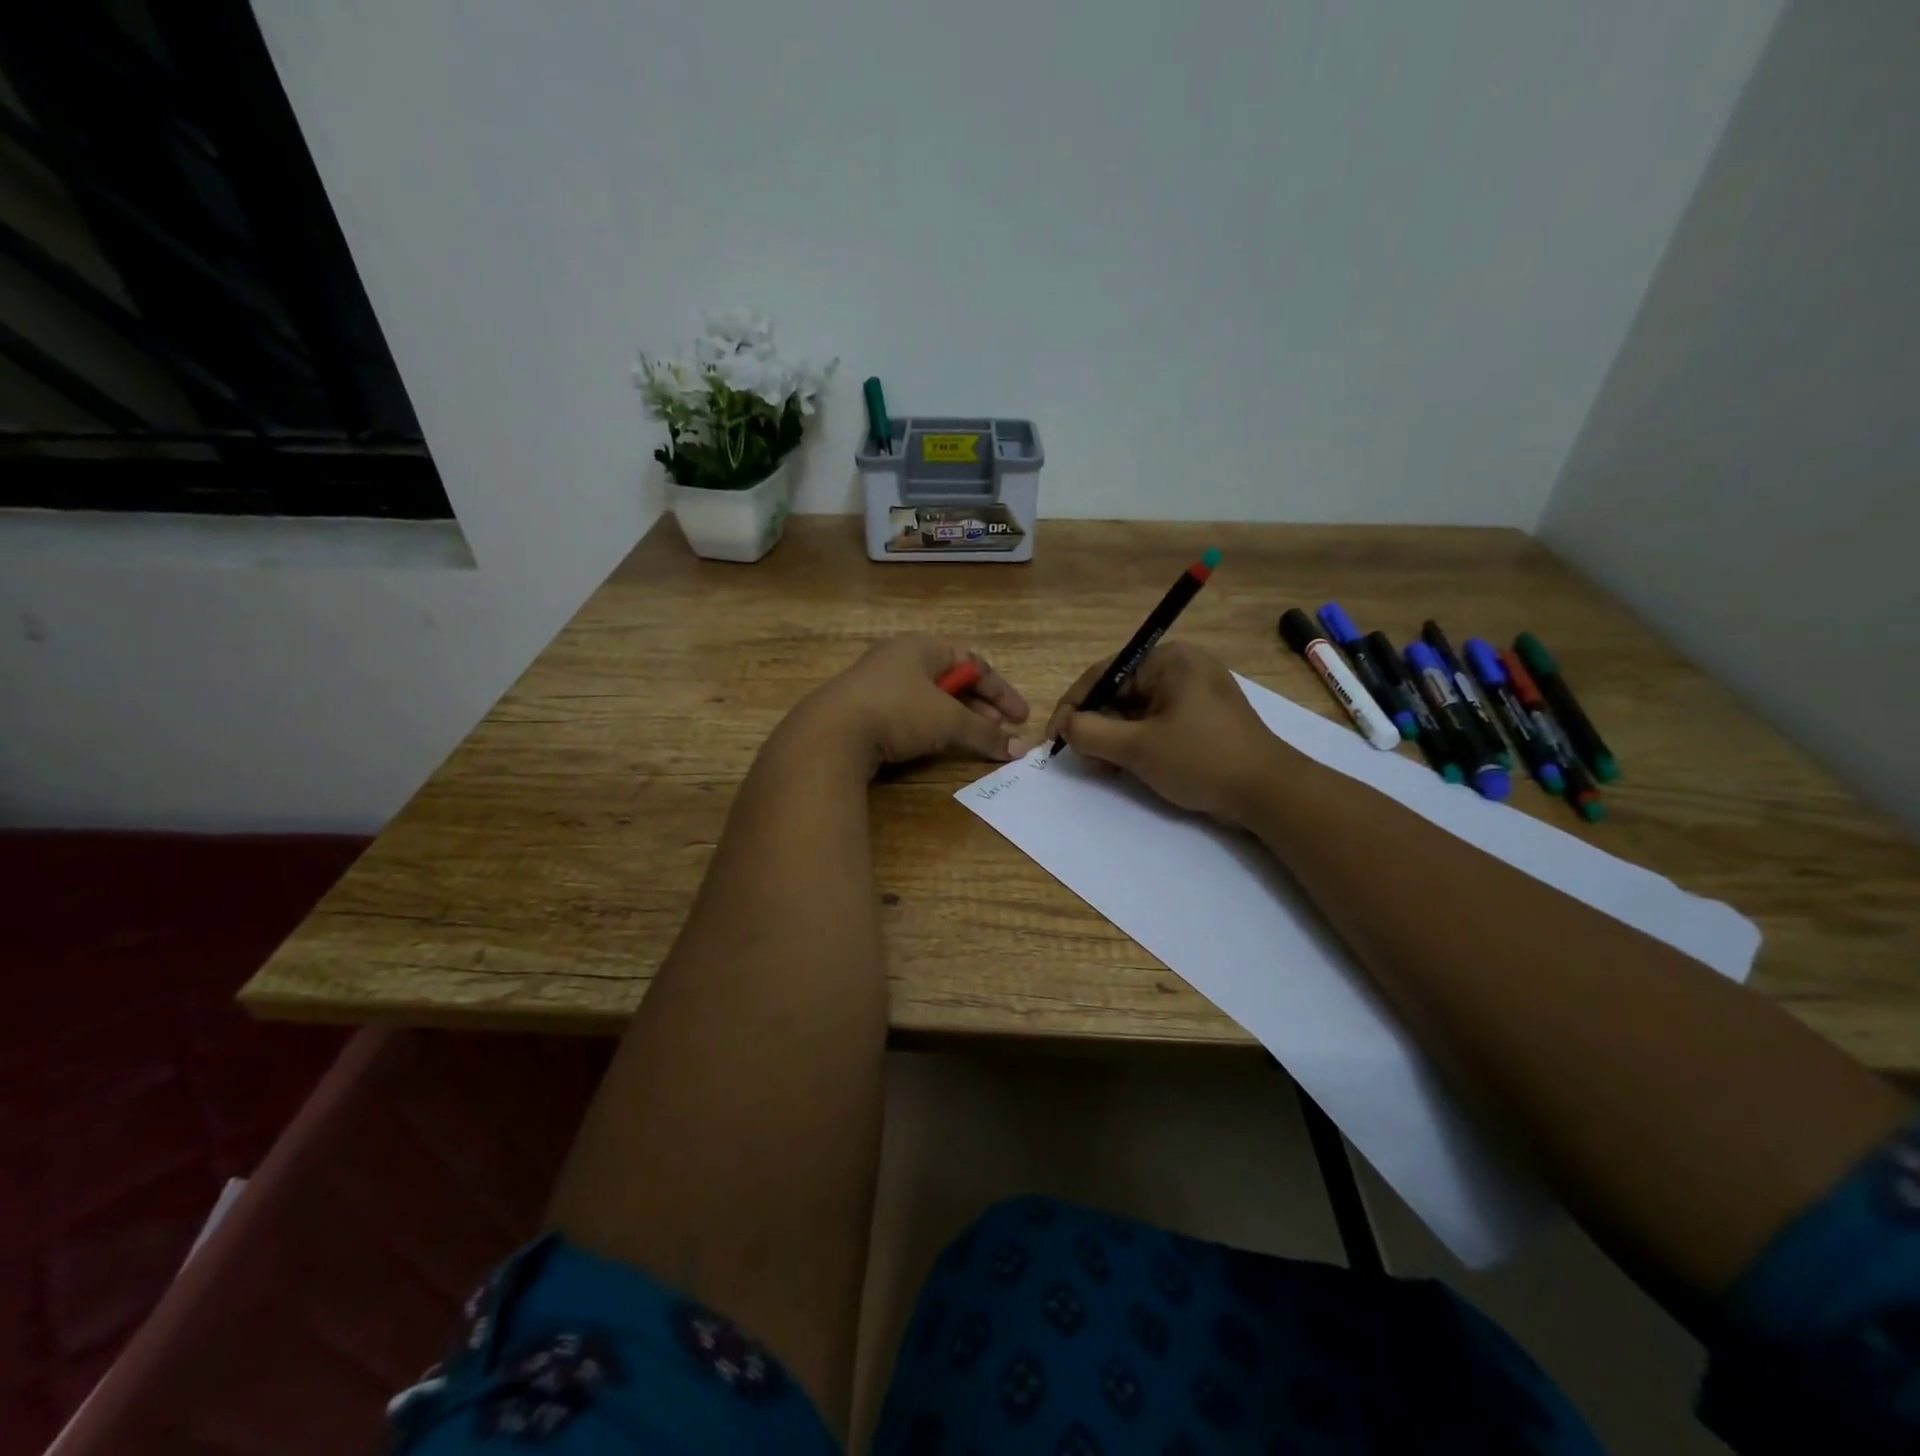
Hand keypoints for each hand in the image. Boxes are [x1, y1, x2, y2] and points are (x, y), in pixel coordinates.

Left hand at [791, 634, 1030, 774]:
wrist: (831, 734)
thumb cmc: (898, 711)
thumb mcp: (948, 721)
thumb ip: (985, 734)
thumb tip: (1020, 750)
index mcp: (921, 647)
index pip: (973, 662)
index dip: (1000, 690)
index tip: (1020, 717)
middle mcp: (899, 659)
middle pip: (951, 681)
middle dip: (979, 708)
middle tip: (1000, 732)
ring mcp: (877, 685)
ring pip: (929, 700)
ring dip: (956, 721)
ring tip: (974, 742)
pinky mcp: (862, 711)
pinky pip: (907, 716)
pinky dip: (929, 730)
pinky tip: (937, 747)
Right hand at [1044, 641, 1282, 824]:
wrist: (1268, 793)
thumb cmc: (1200, 759)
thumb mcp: (1136, 748)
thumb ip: (1090, 733)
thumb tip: (1065, 726)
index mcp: (1168, 660)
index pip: (1104, 674)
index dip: (1073, 706)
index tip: (1054, 737)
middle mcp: (1181, 668)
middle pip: (1120, 693)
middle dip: (1096, 726)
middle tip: (1083, 759)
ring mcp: (1194, 694)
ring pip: (1136, 711)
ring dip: (1114, 739)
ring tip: (1105, 768)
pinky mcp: (1202, 719)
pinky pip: (1156, 723)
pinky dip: (1137, 743)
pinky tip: (1127, 768)